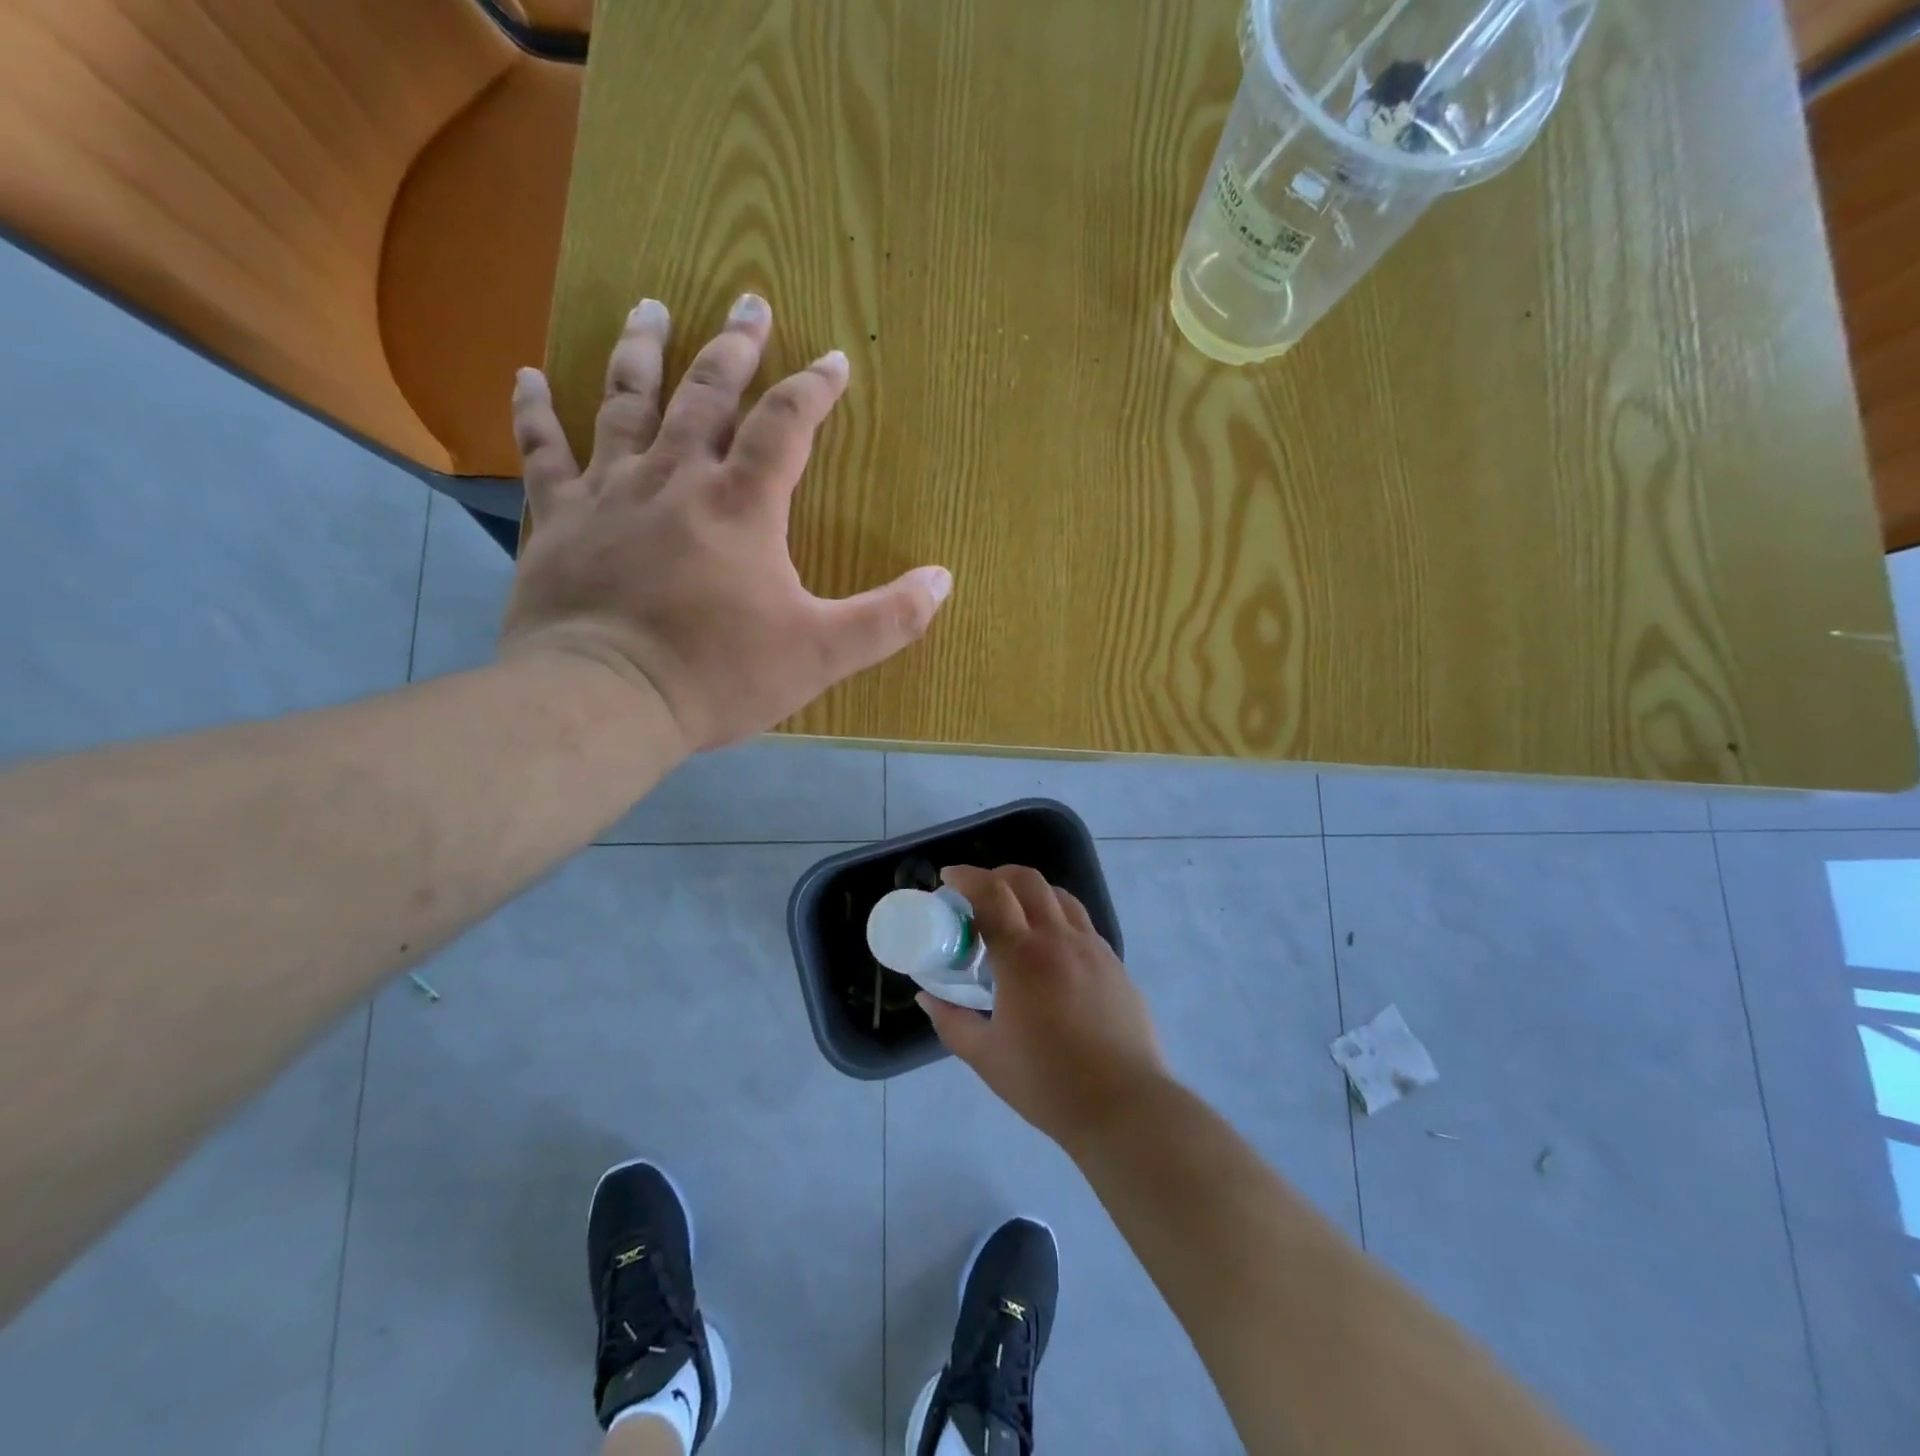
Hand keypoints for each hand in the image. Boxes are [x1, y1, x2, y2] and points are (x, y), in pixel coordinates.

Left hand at [499, 294, 952, 752]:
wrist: (605, 699)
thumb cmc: (718, 674)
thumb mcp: (821, 653)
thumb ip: (887, 618)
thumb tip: (942, 580)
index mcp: (741, 504)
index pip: (786, 425)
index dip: (814, 388)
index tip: (834, 358)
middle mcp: (675, 478)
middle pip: (706, 393)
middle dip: (733, 348)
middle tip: (748, 302)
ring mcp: (609, 491)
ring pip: (625, 402)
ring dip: (641, 351)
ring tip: (651, 307)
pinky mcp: (558, 519)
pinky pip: (542, 451)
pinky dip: (534, 411)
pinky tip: (526, 375)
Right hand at [920, 864, 1170, 1151]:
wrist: (1124, 1106)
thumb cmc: (1047, 1083)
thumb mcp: (986, 1057)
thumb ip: (951, 1021)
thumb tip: (927, 997)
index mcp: (1023, 956)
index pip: (991, 894)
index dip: (966, 878)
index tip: (948, 878)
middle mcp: (1060, 939)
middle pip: (1028, 881)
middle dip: (998, 875)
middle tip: (979, 894)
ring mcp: (1093, 948)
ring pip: (1060, 896)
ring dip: (1031, 892)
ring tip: (1015, 915)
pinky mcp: (1116, 964)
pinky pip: (1082, 924)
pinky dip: (1058, 918)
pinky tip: (1051, 951)